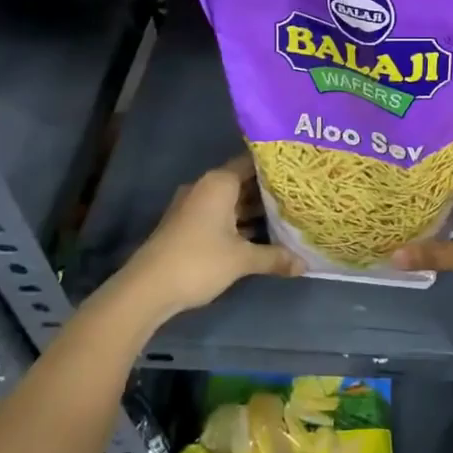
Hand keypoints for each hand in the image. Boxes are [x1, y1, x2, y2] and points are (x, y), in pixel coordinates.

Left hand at [110, 156, 300, 323]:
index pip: (253, 162)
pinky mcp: (188, 227)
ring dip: (256, 210)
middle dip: (270, 191)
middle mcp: (206, 188)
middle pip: (244, 182)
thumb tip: (305, 264)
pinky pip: (222, 216)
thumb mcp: (242, 259)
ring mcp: (194, 207)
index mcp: (219, 183)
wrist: (147, 289)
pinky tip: (263, 235)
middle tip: (301, 194)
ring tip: (289, 215)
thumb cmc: (198, 261)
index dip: (277, 166)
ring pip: (233, 202)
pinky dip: (240, 223)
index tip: (299, 170)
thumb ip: (275, 257)